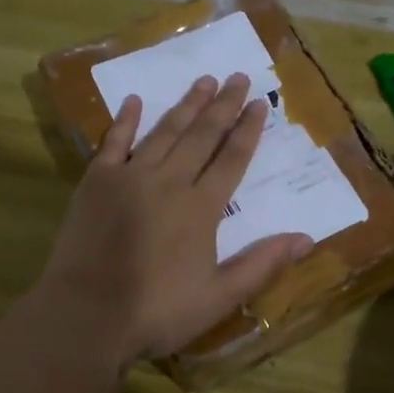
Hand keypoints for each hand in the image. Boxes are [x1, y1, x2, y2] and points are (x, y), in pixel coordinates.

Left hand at [35, 73, 311, 368]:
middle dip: (223, 105)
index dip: (248, 130)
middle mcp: (169, 181)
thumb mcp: (219, 296)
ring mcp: (130, 177)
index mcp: (201, 208)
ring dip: (186, 105)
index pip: (231, 159)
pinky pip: (114, 142)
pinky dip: (126, 120)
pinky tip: (135, 101)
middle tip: (238, 77)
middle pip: (202, 136)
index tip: (260, 103)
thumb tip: (307, 238)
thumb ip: (262, 264)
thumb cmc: (157, 311)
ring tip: (204, 80)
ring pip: (165, 132)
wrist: (86, 315)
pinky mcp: (96, 182)